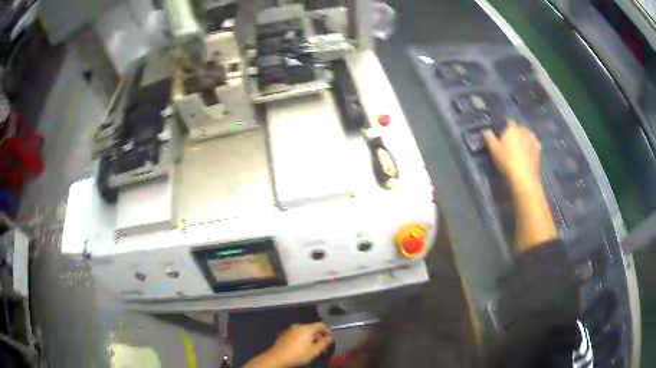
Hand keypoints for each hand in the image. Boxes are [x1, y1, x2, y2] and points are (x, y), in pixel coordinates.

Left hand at [245, 323, 333, 367]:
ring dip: (311, 338)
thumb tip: (331, 337)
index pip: (321, 325)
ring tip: (313, 348)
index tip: (330, 339)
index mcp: (307, 328)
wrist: (277, 358)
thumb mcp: (315, 351)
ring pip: (304, 332)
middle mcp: (298, 326)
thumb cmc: (298, 354)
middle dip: (319, 336)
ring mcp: (289, 330)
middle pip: (312, 328)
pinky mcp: (284, 335)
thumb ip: (324, 342)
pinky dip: (302, 339)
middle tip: (323, 346)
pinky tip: (302, 348)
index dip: (328, 331)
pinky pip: (297, 334)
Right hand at [483, 120, 540, 188]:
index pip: (508, 121)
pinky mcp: (538, 150)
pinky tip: (528, 152)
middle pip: (519, 128)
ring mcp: (532, 139)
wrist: (524, 177)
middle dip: (515, 133)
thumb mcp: (493, 150)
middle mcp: (523, 130)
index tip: (502, 135)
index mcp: (512, 128)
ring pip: (527, 135)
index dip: (505, 127)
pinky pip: (534, 144)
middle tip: (510, 143)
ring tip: (520, 148)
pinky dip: (531, 146)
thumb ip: (489, 137)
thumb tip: (486, 130)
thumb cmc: (507, 161)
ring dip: (524, 138)